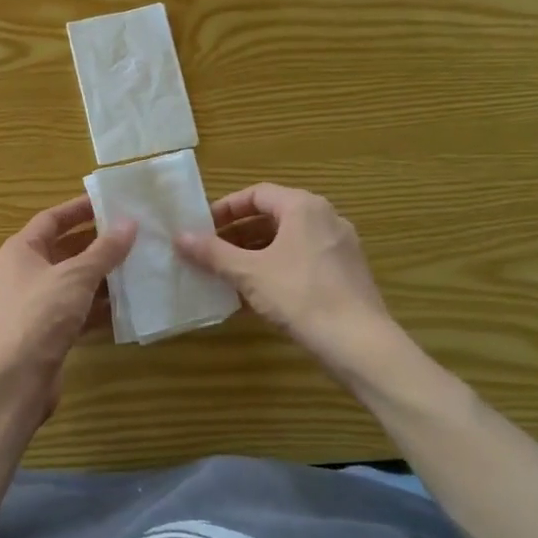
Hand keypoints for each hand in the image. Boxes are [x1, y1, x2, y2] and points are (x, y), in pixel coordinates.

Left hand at [0, 196, 135, 385]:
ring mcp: (36, 304)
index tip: (110, 203)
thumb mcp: (76, 276)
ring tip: (137, 265)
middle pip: (63, 250)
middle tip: (132, 234)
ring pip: (73, 282)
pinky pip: (77, 310)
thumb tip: (129, 223)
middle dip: (97, 243)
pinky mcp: (48, 332)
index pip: (51, 219)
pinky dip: (99, 306)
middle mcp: (24, 273)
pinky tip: (127, 304)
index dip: (79, 209)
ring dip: (102, 275)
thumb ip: (104, 250)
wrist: (16, 378)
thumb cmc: (41, 314)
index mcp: (20, 251)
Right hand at [175, 183, 401, 372]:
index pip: (257, 194)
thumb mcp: (249, 273)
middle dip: (238, 234)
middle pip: (273, 216)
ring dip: (255, 253)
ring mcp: (340, 246)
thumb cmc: (300, 296)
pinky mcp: (346, 273)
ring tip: (228, 274)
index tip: (202, 228)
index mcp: (303, 207)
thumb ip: (213, 253)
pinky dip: (277, 268)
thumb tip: (179, 237)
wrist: (358, 343)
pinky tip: (257, 294)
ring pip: (288, 241)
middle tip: (210, 252)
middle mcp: (326, 218)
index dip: (226, 209)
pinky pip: (303, 260)